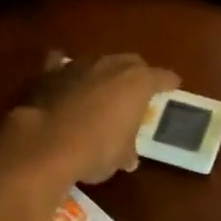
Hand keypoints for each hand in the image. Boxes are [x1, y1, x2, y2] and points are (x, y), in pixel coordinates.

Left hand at [19, 51, 179, 185]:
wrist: (47, 144)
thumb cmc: (97, 149)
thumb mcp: (120, 156)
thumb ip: (127, 150)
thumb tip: (128, 158)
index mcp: (138, 83)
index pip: (162, 77)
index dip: (169, 83)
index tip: (173, 85)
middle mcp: (111, 65)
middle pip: (131, 62)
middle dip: (136, 74)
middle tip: (137, 90)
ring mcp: (79, 65)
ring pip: (98, 62)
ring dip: (103, 74)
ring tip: (102, 90)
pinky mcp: (50, 73)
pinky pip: (61, 65)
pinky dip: (65, 72)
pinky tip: (64, 80)